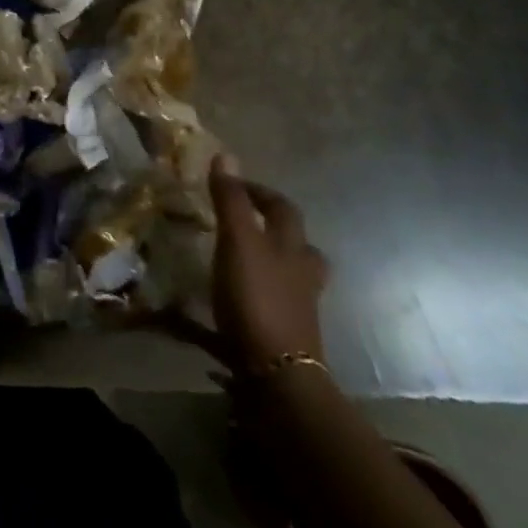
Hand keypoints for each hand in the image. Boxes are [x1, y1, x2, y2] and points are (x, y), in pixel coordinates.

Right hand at [208, 155, 328, 372]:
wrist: (276, 372)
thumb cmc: (257, 297)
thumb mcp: (238, 241)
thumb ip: (230, 201)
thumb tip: (226, 155)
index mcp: (291, 247)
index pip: (282, 208)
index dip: (259, 191)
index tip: (232, 184)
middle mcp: (300, 274)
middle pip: (298, 245)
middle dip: (274, 230)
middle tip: (244, 223)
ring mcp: (296, 307)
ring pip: (289, 277)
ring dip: (268, 264)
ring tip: (239, 260)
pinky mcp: (282, 334)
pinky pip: (269, 305)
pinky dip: (252, 297)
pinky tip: (231, 301)